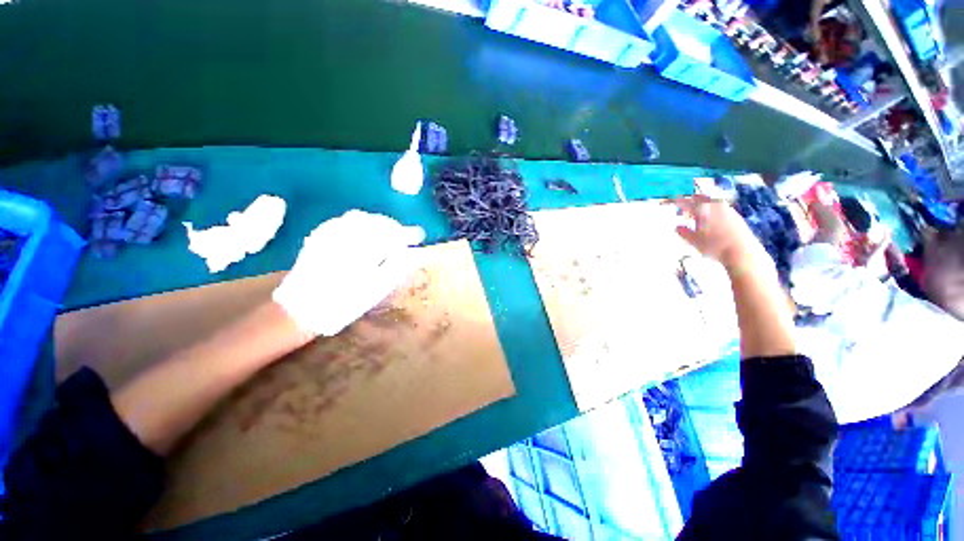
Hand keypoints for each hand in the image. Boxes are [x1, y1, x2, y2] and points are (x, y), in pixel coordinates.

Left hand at [273, 210, 425, 336]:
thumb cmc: (344, 303)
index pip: (393, 234)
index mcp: (363, 250)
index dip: (409, 233)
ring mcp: (330, 234)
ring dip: (377, 222)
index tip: (420, 236)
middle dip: (394, 226)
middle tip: (404, 236)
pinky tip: (363, 232)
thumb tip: (414, 254)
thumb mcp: (376, 290)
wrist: (301, 309)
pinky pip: (343, 220)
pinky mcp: (319, 236)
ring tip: (387, 234)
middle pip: (377, 221)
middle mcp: (346, 236)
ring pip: (360, 217)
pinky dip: (359, 222)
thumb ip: (397, 267)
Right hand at [669, 195, 765, 270]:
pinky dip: (710, 211)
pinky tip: (708, 221)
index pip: (685, 202)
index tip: (669, 202)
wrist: (742, 251)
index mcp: (702, 209)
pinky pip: (718, 208)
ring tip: (695, 217)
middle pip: (700, 198)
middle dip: (690, 201)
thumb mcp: (694, 241)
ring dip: (701, 207)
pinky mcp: (735, 215)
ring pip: (710, 202)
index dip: (676, 202)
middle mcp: (715, 205)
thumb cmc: (714, 246)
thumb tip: (677, 227)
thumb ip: (684, 232)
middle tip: (683, 209)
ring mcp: (726, 209)